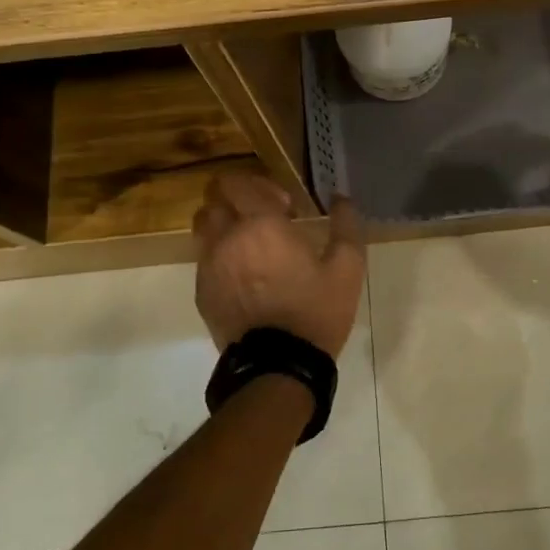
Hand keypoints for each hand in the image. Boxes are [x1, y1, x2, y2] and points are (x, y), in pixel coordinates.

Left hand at [192, 172, 365, 355]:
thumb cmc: (315, 312)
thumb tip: (340, 198)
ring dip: (225, 226)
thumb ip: (346, 226)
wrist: (278, 367)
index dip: (260, 185)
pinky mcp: (202, 293)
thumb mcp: (347, 269)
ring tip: (250, 246)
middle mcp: (226, 239)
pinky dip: (221, 257)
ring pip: (204, 228)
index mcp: (260, 225)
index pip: (237, 182)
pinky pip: (204, 260)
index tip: (285, 207)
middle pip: (213, 200)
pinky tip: (246, 278)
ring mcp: (209, 267)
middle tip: (265, 220)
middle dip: (238, 201)